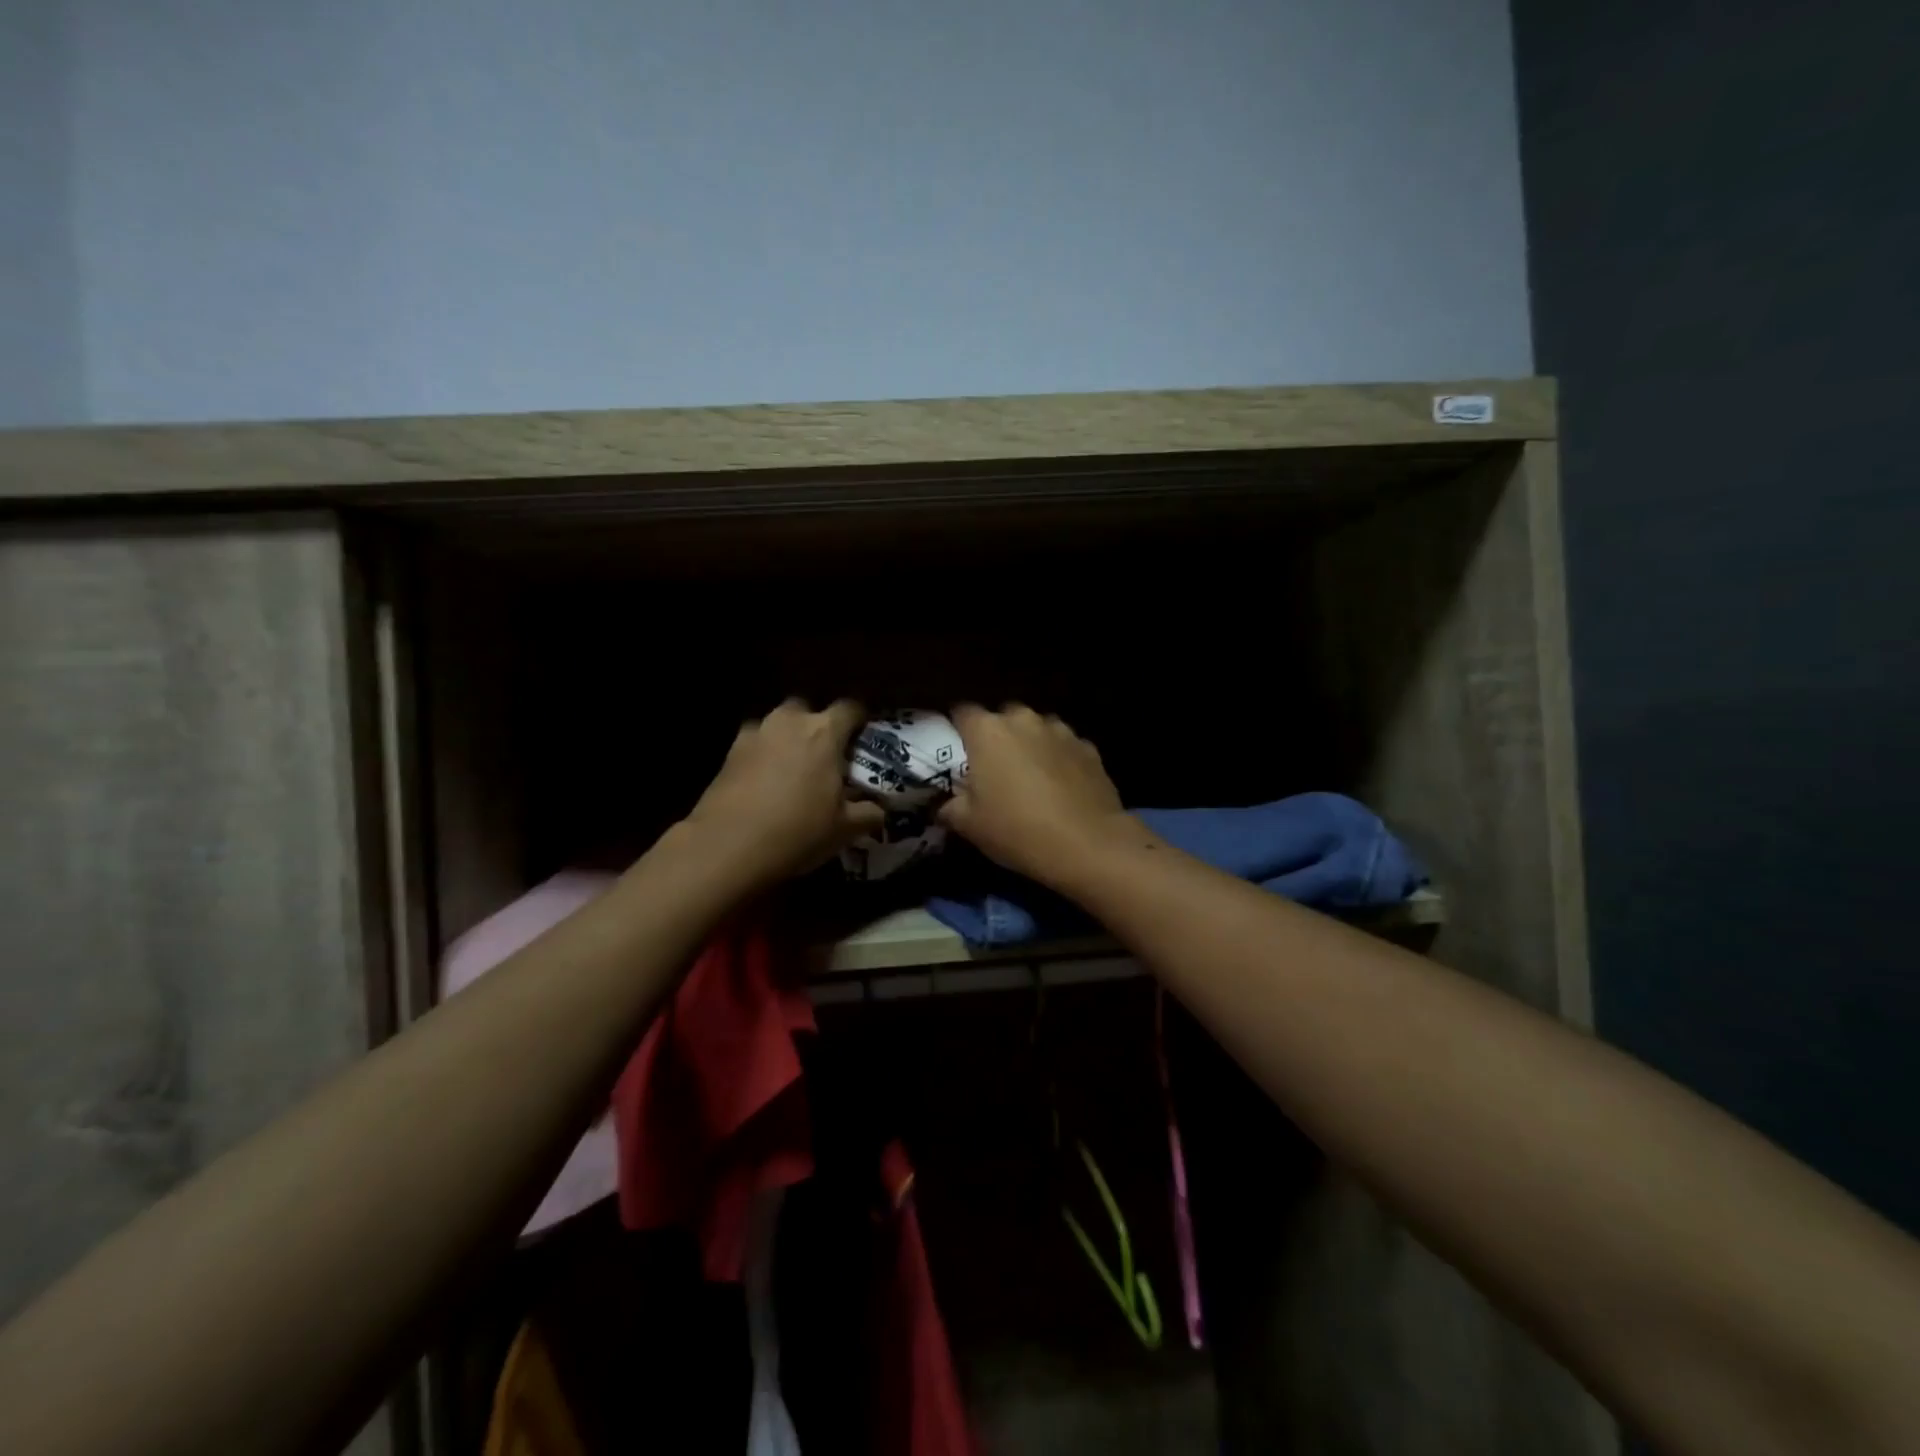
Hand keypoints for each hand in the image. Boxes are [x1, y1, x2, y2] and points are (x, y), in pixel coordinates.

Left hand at [684, 698, 884, 886]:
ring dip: (786, 738)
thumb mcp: (845, 829)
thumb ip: (869, 813)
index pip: (850, 708)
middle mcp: (789, 722)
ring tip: (792, 768)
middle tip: (825, 755)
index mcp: (824, 732)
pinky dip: (762, 754)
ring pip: (777, 724)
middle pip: (808, 709)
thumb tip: (880, 810)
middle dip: (817, 725)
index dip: (859, 721)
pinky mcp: (729, 752)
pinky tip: (764, 781)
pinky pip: (754, 743)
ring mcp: (755, 733)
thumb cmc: (798, 831)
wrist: (728, 846)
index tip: (863, 739)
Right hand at [938, 704, 1139, 886]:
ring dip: (1030, 745)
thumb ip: (949, 807)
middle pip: (1002, 718)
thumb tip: (944, 805)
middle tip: (994, 769)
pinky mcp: (1088, 747)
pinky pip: (1064, 746)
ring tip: (1031, 777)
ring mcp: (1060, 730)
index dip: (957, 729)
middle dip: (996, 737)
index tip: (957, 751)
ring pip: (1036, 729)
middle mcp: (1023, 720)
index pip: (961, 712)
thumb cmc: (1017, 830)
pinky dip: (1059, 759)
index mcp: (987, 731)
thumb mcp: (969, 826)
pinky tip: (1061, 787)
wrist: (1087, 844)